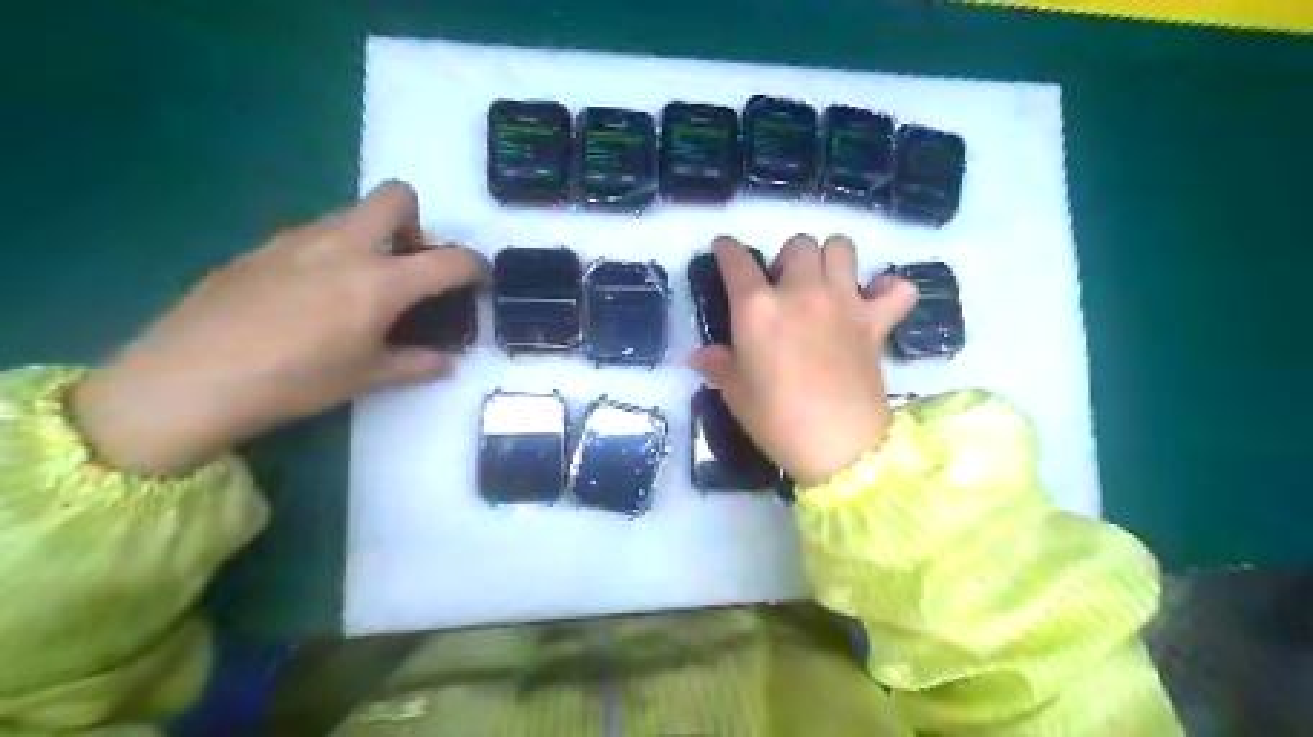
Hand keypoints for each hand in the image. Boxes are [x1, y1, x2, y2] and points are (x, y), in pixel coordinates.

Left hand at [72, 181, 479, 474]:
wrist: (190, 379)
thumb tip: (446, 362)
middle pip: (395, 197)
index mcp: (380, 282)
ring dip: (371, 236)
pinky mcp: (261, 247)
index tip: (481, 277)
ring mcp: (298, 240)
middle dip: (417, 222)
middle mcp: (344, 246)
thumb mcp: (366, 378)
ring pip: (351, 213)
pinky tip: (310, 295)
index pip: (449, 260)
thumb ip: (416, 364)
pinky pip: (312, 234)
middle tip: (409, 263)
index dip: (476, 266)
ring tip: (358, 285)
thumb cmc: (294, 382)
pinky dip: (330, 251)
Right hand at [690, 237, 914, 489]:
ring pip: (842, 247)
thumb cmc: (776, 420)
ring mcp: (844, 302)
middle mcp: (801, 292)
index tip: (725, 249)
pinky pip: (897, 288)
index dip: (727, 249)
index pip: (737, 261)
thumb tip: (698, 356)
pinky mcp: (876, 322)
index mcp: (758, 308)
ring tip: (825, 284)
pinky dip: (888, 290)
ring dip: (831, 259)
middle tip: (784, 287)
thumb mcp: (736, 393)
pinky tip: (875, 303)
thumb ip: (718, 365)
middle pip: (797, 245)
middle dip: (787, 259)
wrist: (838, 446)